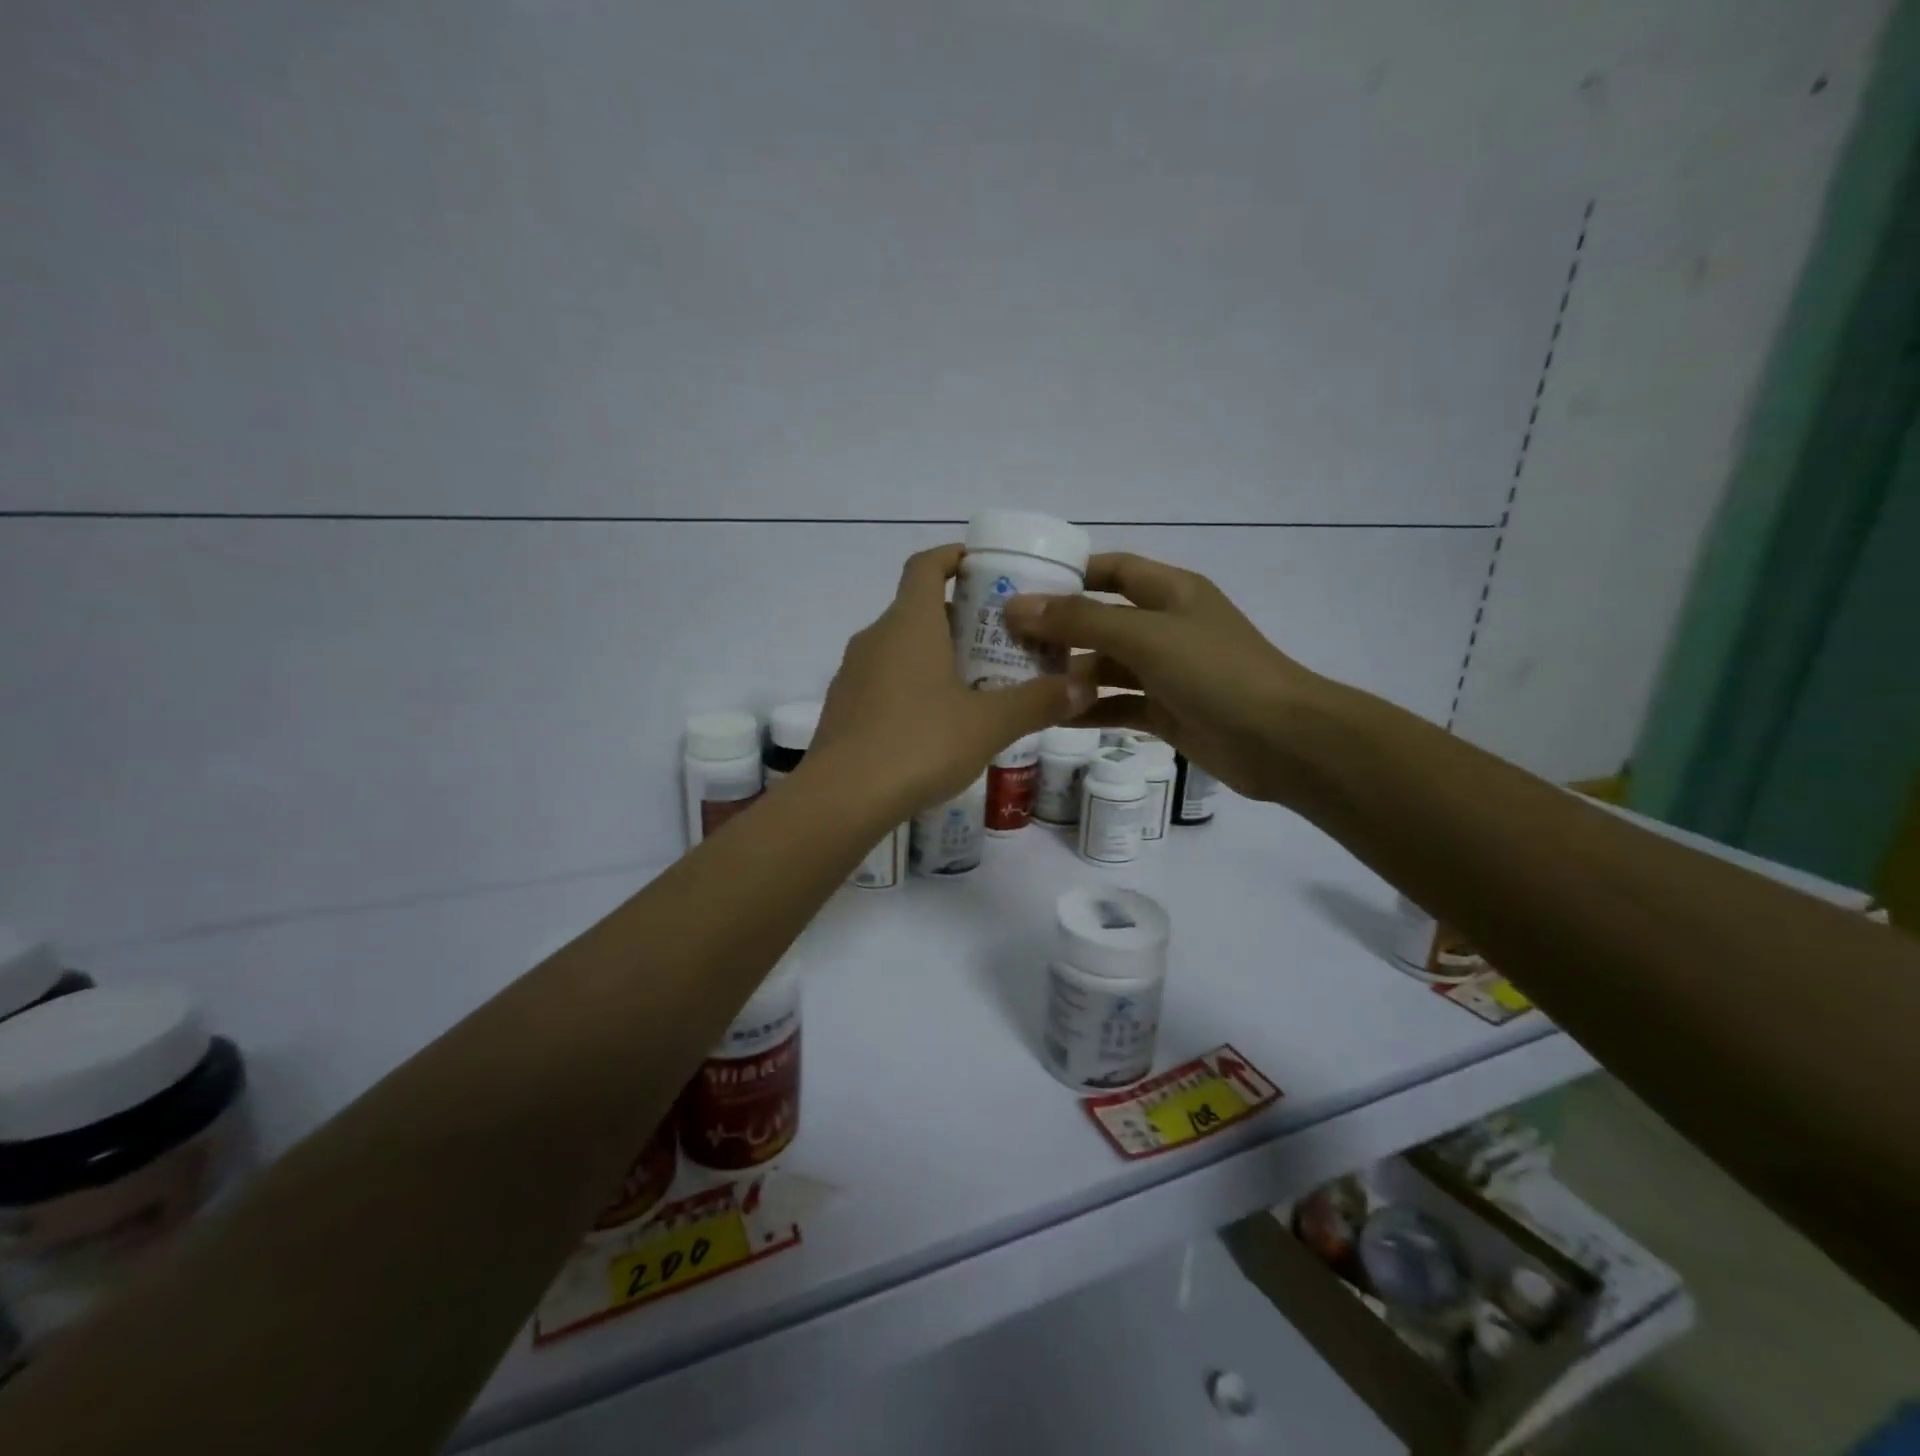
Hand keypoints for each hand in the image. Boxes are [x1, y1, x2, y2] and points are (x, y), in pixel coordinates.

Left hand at [812, 546, 1093, 811]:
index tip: (983, 566)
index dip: (954, 556)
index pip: (926, 564)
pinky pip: (883, 680)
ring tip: (974, 681)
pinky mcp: (842, 707)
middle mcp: (875, 637)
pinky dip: (911, 684)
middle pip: (917, 607)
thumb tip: (1086, 686)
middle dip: (958, 615)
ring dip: (934, 653)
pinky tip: (935, 722)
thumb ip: (1038, 702)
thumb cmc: (920, 744)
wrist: (842, 797)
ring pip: (899, 647)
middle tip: (999, 638)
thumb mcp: (989, 725)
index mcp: (909, 623)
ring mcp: (852, 672)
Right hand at [1002, 552, 1321, 804]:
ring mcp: (1166, 672)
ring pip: (1105, 666)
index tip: (1019, 584)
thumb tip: (1017, 606)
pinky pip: (1116, 705)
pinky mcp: (1164, 712)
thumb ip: (1081, 621)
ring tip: (1016, 680)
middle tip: (1002, 640)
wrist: (1280, 741)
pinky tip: (1048, 716)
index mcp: (1170, 592)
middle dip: (1057, 629)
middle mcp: (1166, 626)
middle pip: (1101, 620)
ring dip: (1067, 673)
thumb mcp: (1146, 636)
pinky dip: (1087, 709)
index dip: (1069, 573)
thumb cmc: (1215, 672)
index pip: (1112, 569)